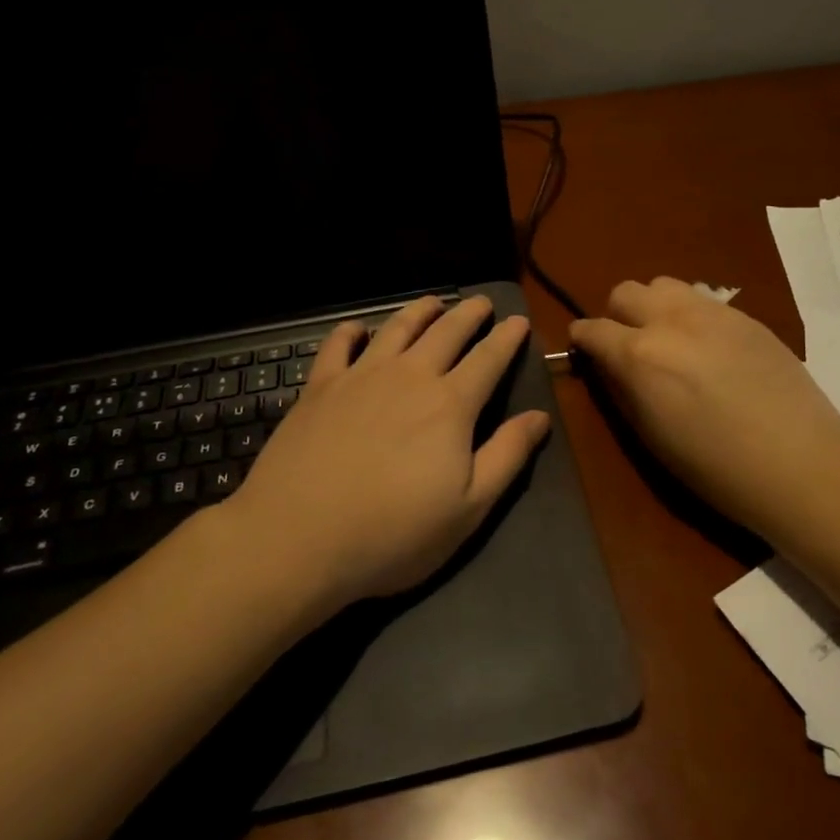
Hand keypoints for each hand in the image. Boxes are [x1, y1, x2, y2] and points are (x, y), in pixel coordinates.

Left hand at [232, 295, 550, 607]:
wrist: (298, 537)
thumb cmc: (393, 533)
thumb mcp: (468, 508)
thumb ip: (507, 456)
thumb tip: (540, 416)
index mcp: (450, 405)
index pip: (488, 359)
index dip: (507, 338)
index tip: (519, 321)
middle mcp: (409, 377)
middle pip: (447, 333)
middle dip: (469, 314)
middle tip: (482, 302)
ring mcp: (361, 377)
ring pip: (397, 329)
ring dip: (419, 312)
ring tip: (432, 302)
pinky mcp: (320, 387)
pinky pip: (338, 345)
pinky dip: (351, 331)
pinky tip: (357, 328)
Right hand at [569, 277, 839, 541]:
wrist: (802, 464)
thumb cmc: (716, 468)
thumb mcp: (651, 437)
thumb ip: (622, 391)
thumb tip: (607, 366)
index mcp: (640, 355)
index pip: (592, 328)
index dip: (582, 340)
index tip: (585, 352)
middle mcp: (671, 320)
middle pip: (625, 292)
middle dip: (617, 316)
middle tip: (629, 347)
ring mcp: (712, 312)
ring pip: (663, 284)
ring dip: (653, 307)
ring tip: (668, 340)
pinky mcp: (745, 316)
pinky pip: (701, 299)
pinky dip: (689, 314)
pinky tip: (708, 349)